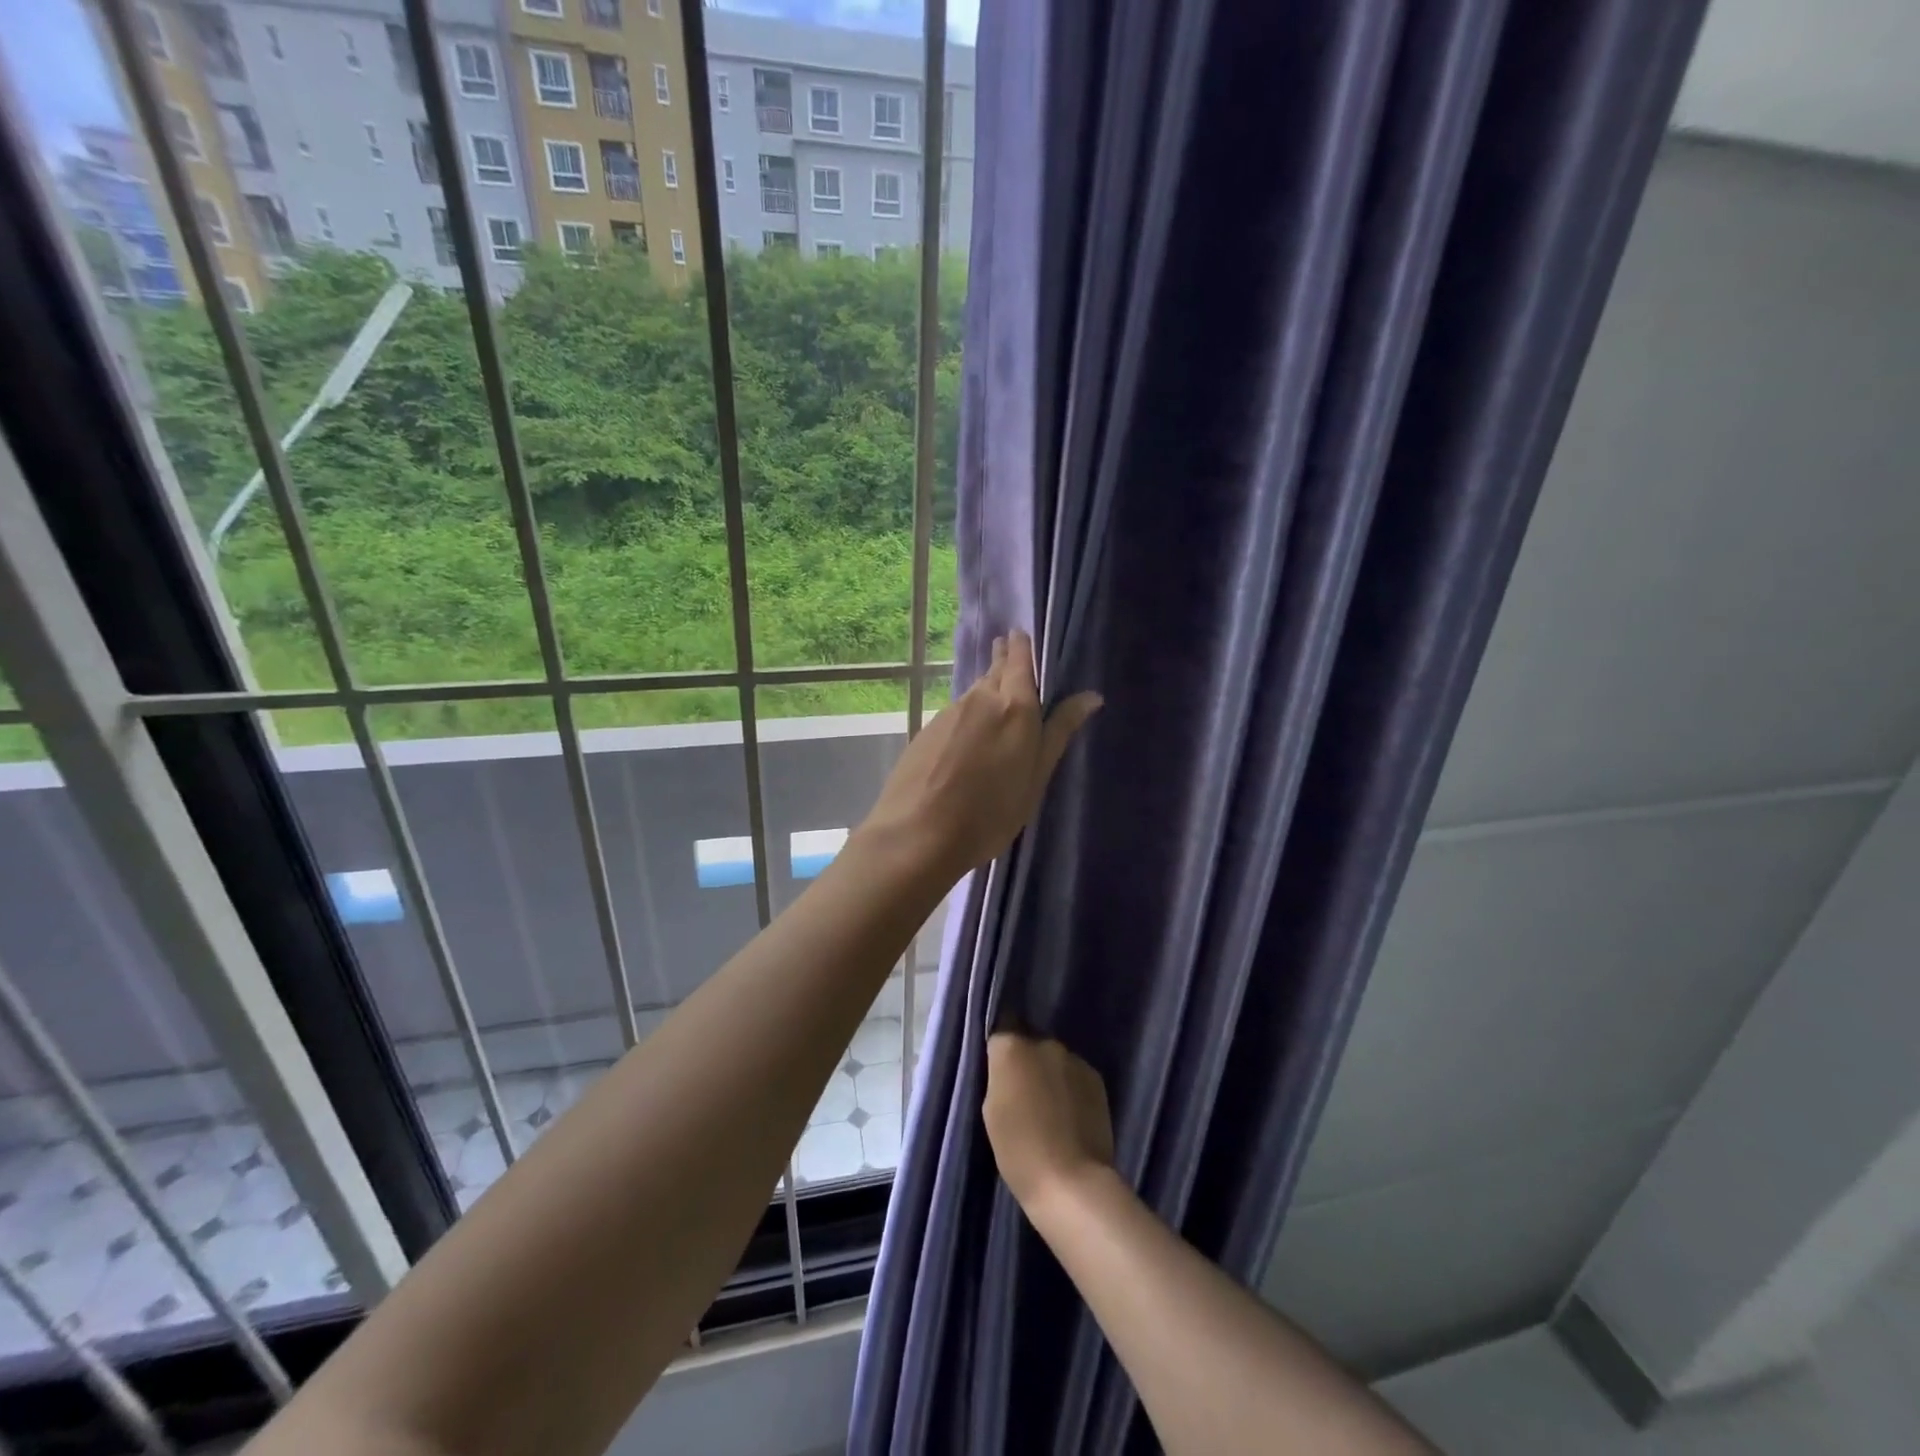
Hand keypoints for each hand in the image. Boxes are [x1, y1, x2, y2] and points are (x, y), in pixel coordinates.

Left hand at [861, 630, 1100, 881]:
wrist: (918, 834)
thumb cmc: (990, 813)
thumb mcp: (1035, 778)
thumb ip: (1059, 732)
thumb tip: (1090, 695)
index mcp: (1015, 706)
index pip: (1019, 659)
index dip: (1022, 646)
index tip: (1022, 634)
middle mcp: (980, 698)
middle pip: (995, 671)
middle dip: (1004, 661)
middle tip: (1010, 654)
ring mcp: (949, 713)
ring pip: (974, 693)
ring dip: (986, 690)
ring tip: (996, 700)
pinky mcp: (927, 731)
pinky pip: (956, 713)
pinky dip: (968, 716)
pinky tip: (968, 737)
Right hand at [984, 1032, 1115, 1213]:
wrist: (1072, 1182)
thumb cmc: (1019, 1150)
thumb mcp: (991, 1110)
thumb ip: (999, 1077)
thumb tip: (1008, 1066)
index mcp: (1012, 1047)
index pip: (1000, 1027)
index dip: (999, 1047)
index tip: (998, 1067)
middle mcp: (1044, 1042)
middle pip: (1029, 1042)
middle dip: (1026, 1060)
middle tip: (1023, 1092)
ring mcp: (1074, 1058)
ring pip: (1054, 1058)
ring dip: (1049, 1073)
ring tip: (1049, 1107)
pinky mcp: (1096, 1077)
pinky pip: (1074, 1074)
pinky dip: (1069, 1087)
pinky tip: (1069, 1113)